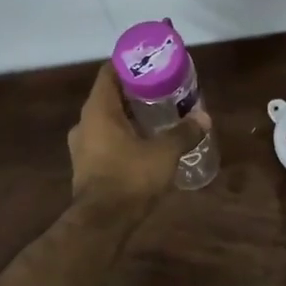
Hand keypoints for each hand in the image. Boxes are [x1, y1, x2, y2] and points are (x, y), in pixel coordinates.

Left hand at [68, 63, 207, 207]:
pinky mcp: (86, 165)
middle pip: (109, 96)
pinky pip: (105, 140)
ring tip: (156, 115)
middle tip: (161, 89)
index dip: (129, 64)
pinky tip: (144, 143)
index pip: (109, 72)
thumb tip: (204, 119)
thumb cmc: (130, 178)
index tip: (150, 62)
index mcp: (98, 110)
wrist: (102, 223)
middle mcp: (84, 122)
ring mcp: (81, 146)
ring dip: (128, 116)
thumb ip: (184, 133)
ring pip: (106, 120)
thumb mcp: (164, 153)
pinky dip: (122, 136)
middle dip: (134, 92)